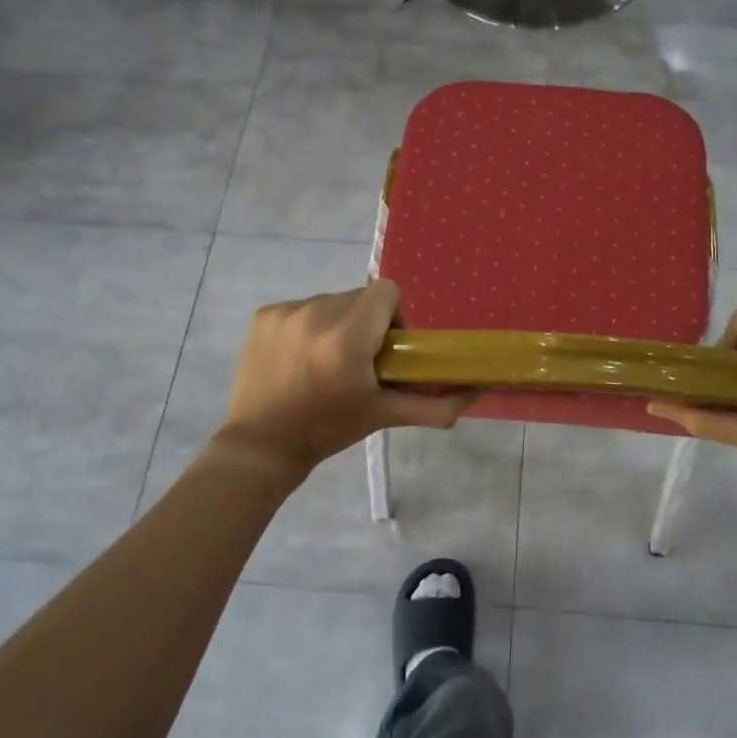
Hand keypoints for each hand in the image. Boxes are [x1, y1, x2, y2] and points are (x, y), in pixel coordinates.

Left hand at [217, 281, 469, 476]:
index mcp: (347, 337)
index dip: (394, 316)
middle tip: (360, 362)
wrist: (261, 446)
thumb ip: (434, 404)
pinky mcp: (265, 315)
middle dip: (367, 323)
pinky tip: (300, 359)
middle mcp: (316, 314)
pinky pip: (302, 308)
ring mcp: (286, 312)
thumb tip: (476, 392)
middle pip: (360, 298)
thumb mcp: (383, 416)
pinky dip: (309, 327)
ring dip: (338, 324)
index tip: (388, 348)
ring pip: (331, 302)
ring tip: (326, 362)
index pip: (386, 291)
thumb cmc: (328, 430)